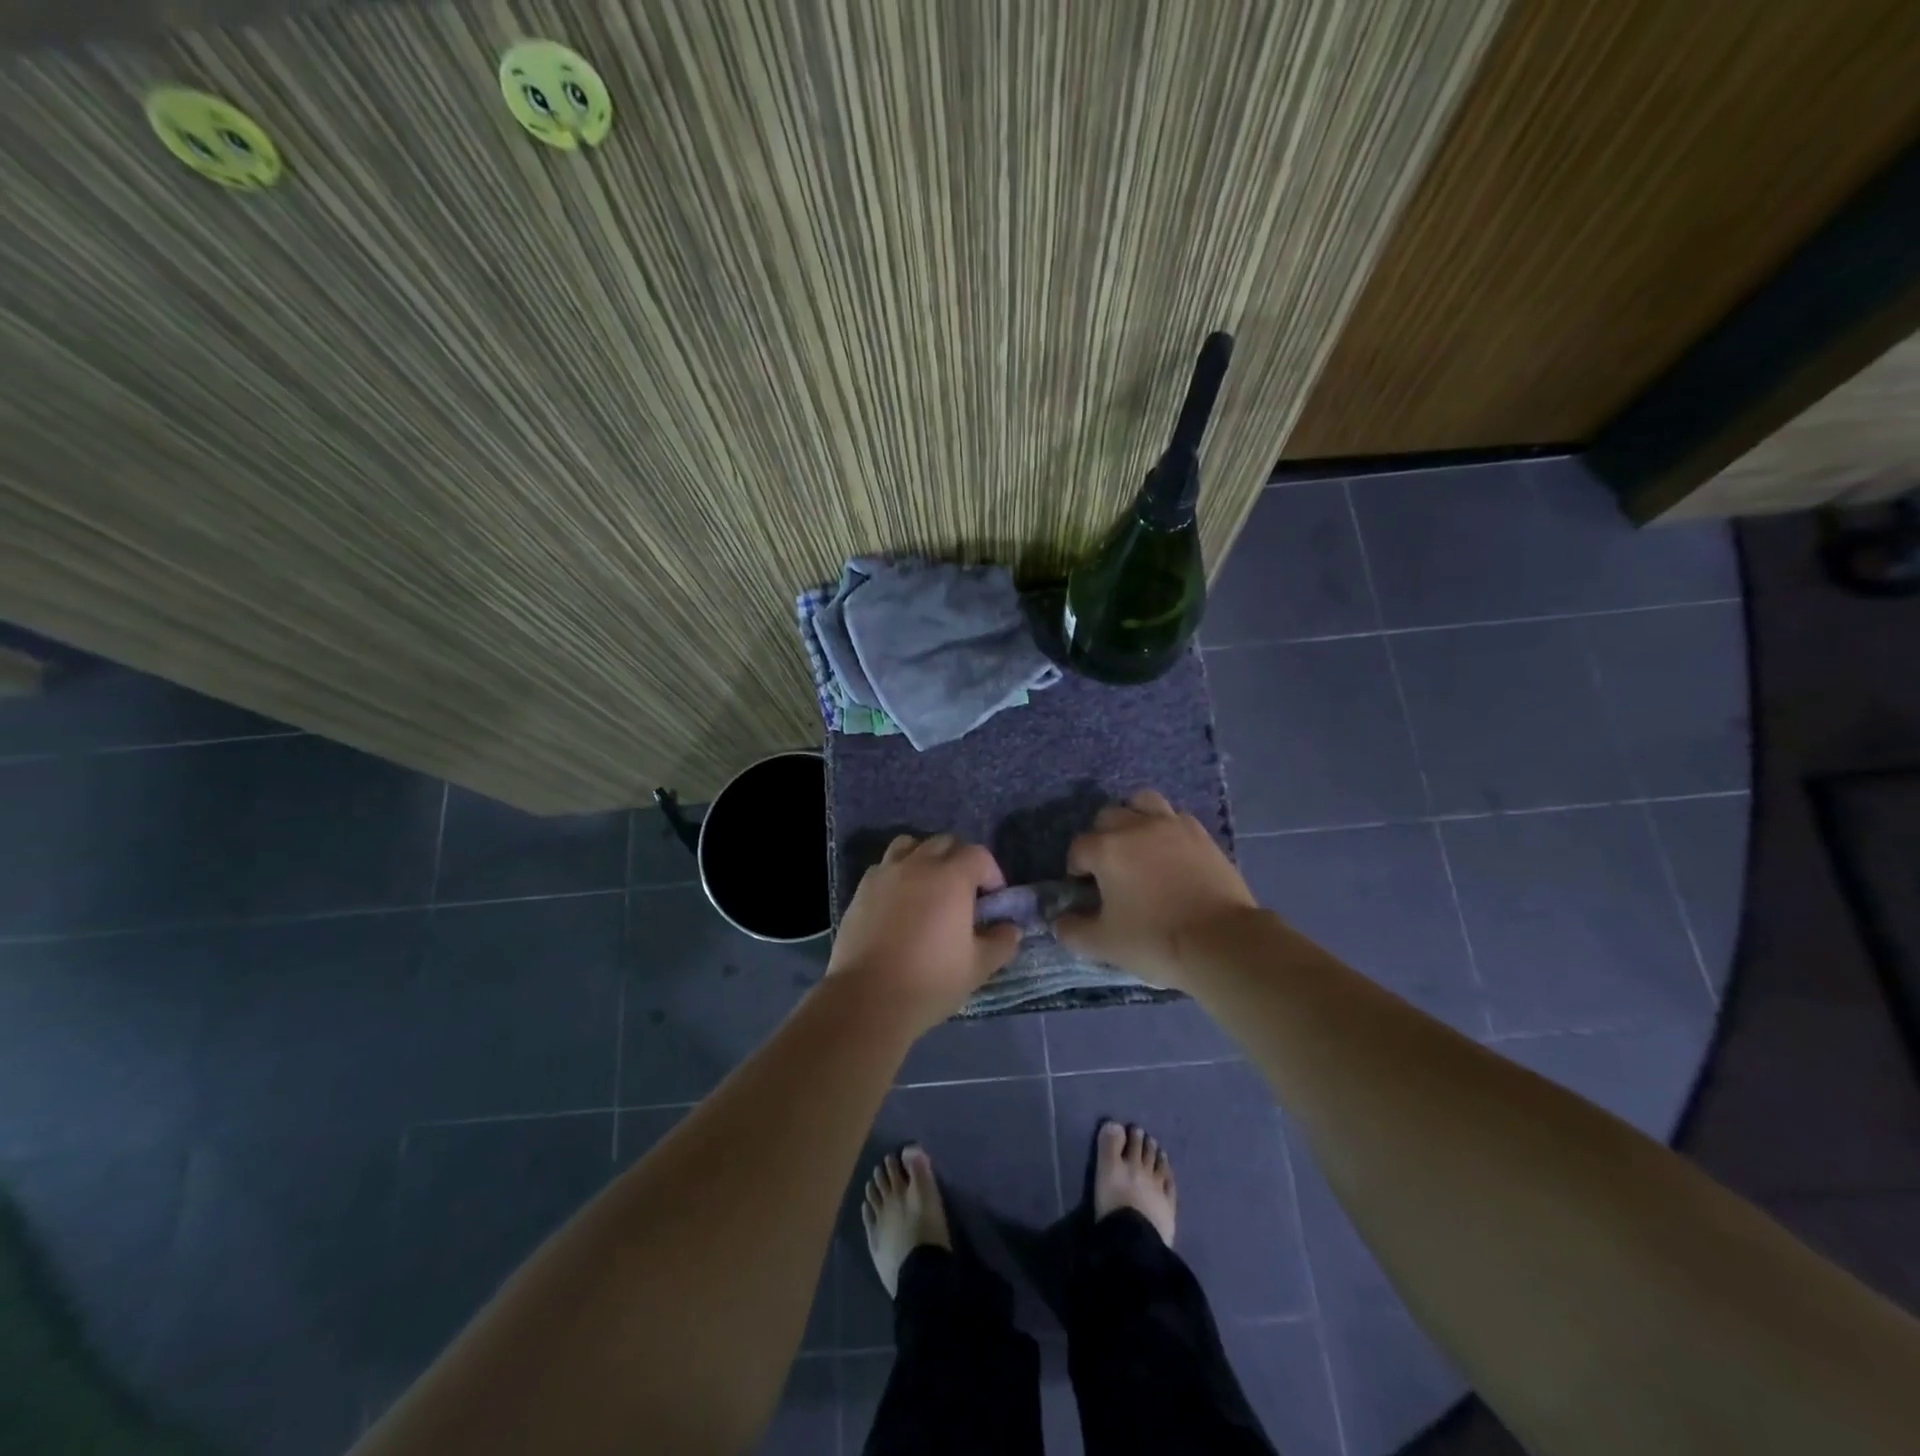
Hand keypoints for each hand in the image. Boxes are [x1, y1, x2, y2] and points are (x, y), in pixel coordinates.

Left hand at [828, 834, 1021, 1032]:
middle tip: (965, 893)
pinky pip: (884, 866)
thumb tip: (1011, 929)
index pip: (978, 855)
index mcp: (951, 877)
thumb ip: (1001, 942)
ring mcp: (885, 874)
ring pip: (910, 845)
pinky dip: (897, 874)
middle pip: (944, 842)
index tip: (992, 900)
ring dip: (925, 858)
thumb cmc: (930, 981)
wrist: (868, 998)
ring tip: (929, 887)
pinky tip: (900, 902)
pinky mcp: (861, 889)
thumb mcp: (978, 967)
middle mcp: (918, 865)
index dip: (991, 873)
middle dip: (960, 860)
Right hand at [1055, 790, 1259, 988]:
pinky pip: (1175, 817)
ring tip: (1138, 846)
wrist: (1222, 942)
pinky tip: (1169, 852)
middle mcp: (1135, 827)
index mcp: (1106, 849)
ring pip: (1142, 803)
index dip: (1076, 869)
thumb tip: (1060, 921)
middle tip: (1110, 868)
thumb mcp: (1103, 945)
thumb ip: (1072, 930)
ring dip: (1133, 819)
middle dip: (1101, 838)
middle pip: (1107, 817)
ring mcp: (1172, 826)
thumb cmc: (1155, 941)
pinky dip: (1165, 828)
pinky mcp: (1201, 834)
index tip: (1085, 891)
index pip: (1078, 848)